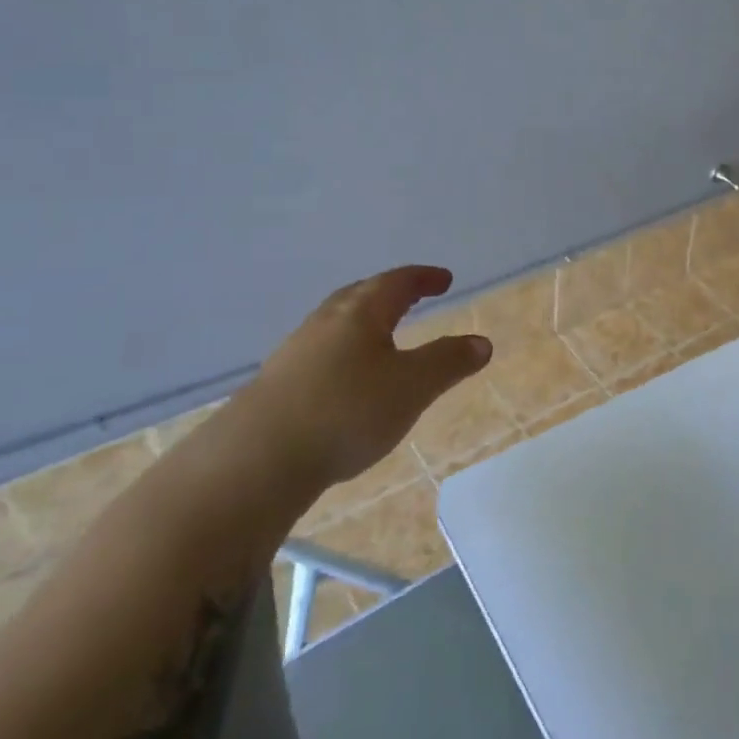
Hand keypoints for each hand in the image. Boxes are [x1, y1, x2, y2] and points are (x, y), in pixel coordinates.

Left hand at [231, 265, 490, 486]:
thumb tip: (481, 343)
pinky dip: (342, 353)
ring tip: (381, 338)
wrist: (256, 460)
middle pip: (360, 295)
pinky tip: (345, 380)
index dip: (423, 278)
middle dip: (389, 293)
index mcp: (360, 313)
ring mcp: (295, 353)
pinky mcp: (277, 385)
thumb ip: (448, 363)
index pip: (397, 282)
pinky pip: (319, 353)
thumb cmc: (346, 412)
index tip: (444, 279)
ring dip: (362, 323)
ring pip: (336, 325)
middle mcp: (325, 322)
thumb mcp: (412, 387)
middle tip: (411, 297)